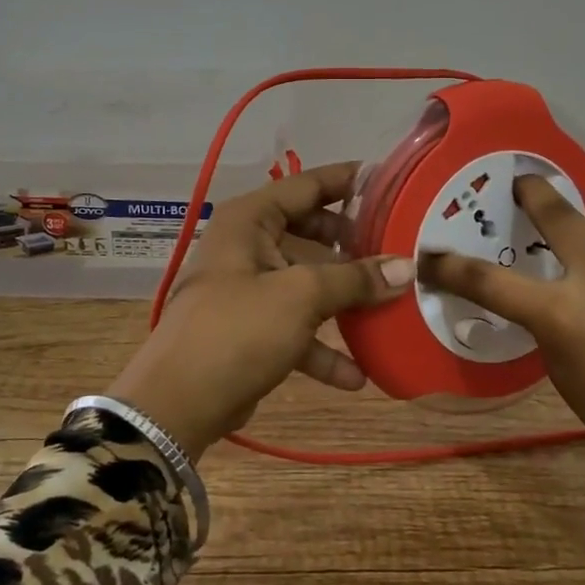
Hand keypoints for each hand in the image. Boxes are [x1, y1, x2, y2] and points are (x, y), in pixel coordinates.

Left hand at [106, 162, 414, 461]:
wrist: (178, 404)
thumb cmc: (237, 330)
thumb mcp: (300, 296)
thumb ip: (354, 279)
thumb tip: (407, 266)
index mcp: (250, 219)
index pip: (306, 184)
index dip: (348, 180)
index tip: (391, 181)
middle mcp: (247, 245)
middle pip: (310, 232)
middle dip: (352, 245)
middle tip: (397, 246)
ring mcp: (248, 289)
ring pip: (306, 282)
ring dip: (344, 299)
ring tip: (390, 305)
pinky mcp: (251, 330)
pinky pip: (296, 327)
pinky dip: (323, 347)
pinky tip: (358, 374)